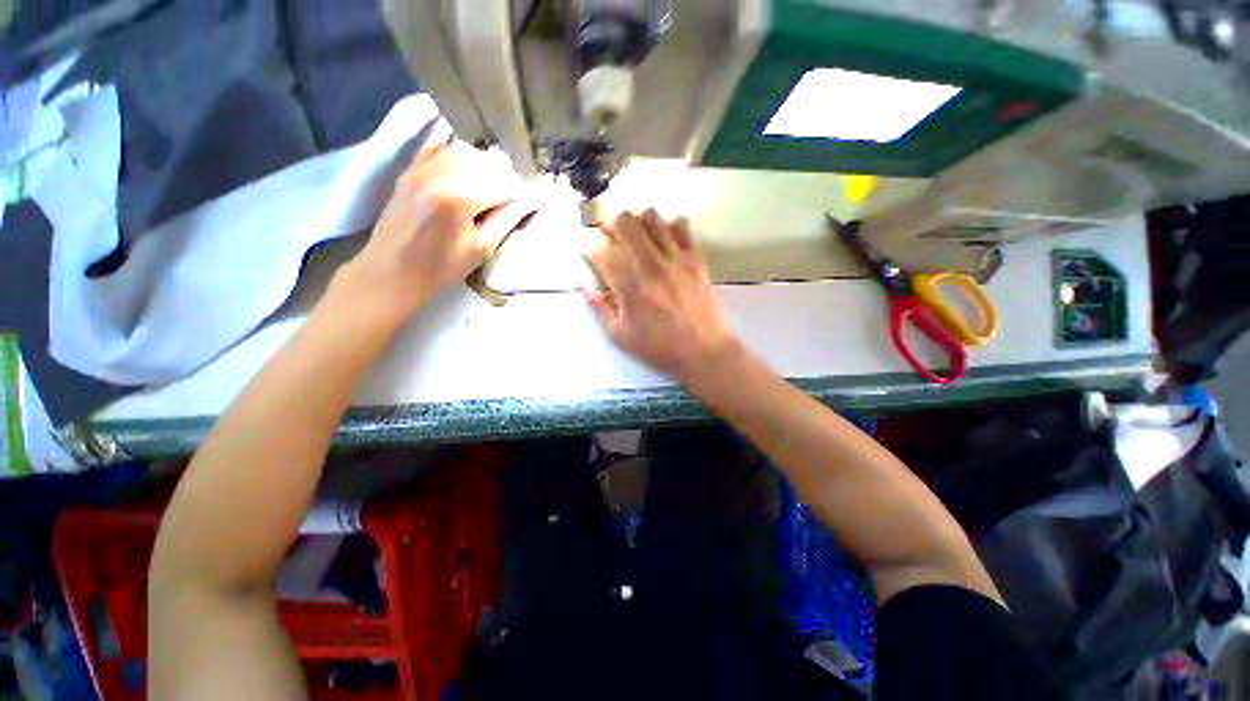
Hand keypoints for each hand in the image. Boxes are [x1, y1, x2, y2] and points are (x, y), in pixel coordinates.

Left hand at [336, 133, 532, 323]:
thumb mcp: (481, 249)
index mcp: (461, 197)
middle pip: (487, 161)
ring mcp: (423, 166)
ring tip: (493, 183)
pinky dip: (457, 146)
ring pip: (467, 149)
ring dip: (486, 163)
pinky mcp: (411, 167)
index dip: (521, 193)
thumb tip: (530, 200)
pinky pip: (438, 143)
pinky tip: (469, 156)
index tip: (530, 203)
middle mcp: (441, 173)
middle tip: (513, 196)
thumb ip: (507, 220)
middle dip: (506, 176)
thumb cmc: (441, 267)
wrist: (391, 270)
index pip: (504, 183)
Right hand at [583, 209, 742, 383]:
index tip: (589, 251)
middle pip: (625, 222)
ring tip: (637, 236)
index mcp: (628, 286)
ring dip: (638, 221)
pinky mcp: (695, 258)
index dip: (590, 247)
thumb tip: (582, 280)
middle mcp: (650, 264)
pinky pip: (681, 226)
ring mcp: (675, 258)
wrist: (704, 351)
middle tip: (611, 236)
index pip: (601, 250)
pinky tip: (665, 239)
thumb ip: (599, 305)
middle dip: (610, 224)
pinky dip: (668, 226)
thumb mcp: (620, 335)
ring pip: (652, 217)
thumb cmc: (659, 347)